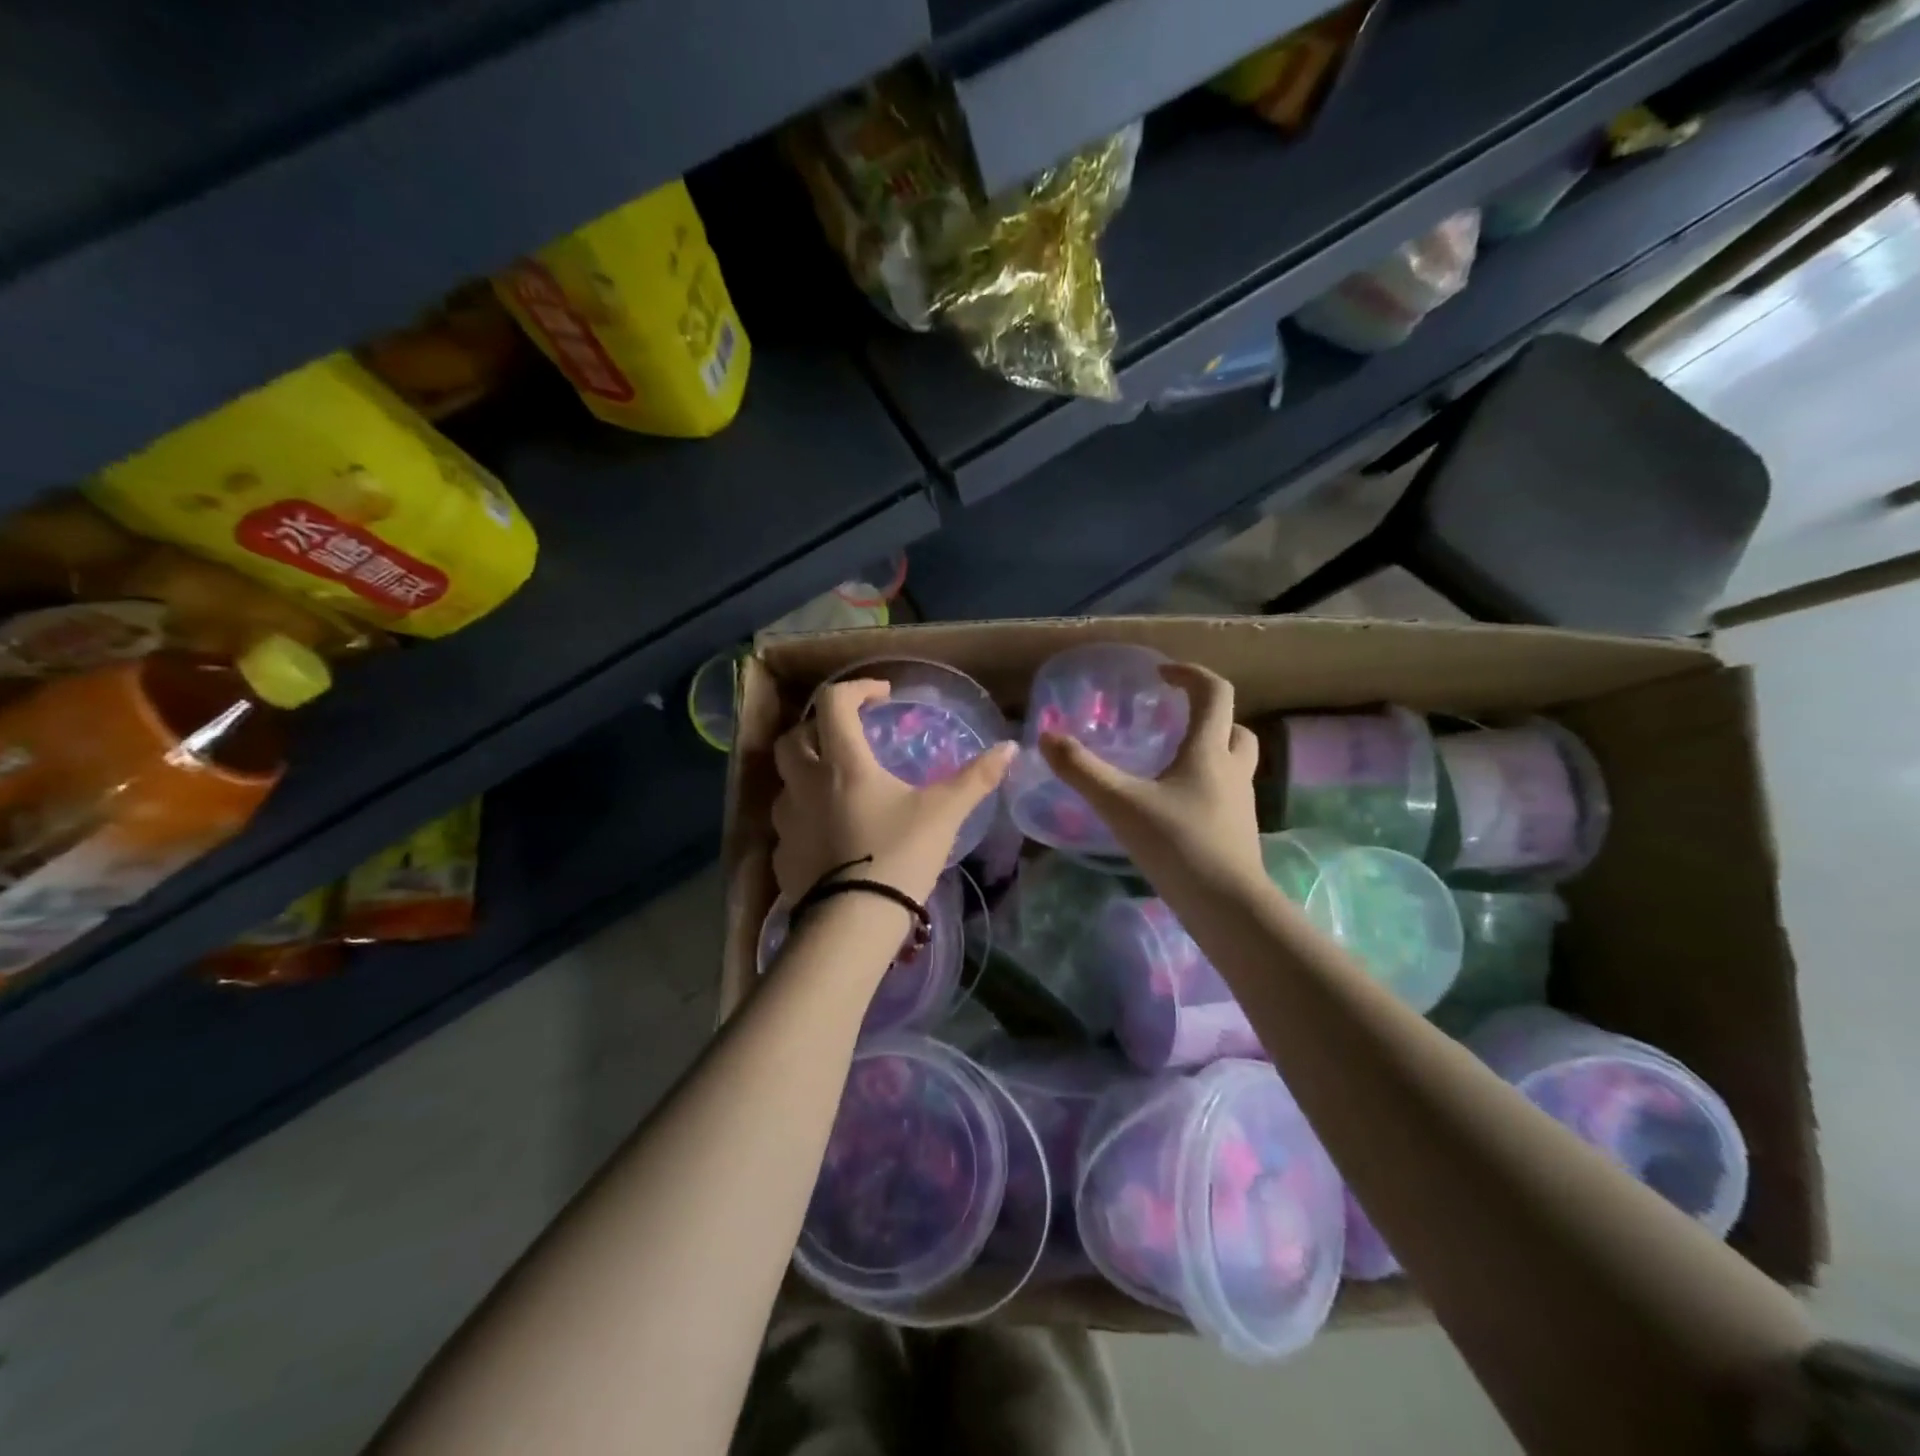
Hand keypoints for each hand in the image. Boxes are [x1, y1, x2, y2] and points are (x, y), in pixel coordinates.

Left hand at [771, 679, 1016, 902]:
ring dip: (806, 773)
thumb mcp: (943, 813)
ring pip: (785, 781)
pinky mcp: (782, 855)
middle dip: (818, 728)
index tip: (881, 696)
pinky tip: (828, 835)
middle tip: (847, 737)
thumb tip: (1010, 748)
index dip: (856, 689)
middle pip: (794, 737)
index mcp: (842, 763)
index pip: (833, 702)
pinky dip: (804, 817)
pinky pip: (787, 823)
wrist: (854, 922)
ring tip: (836, 787)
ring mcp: (787, 821)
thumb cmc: (899, 855)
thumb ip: (976, 778)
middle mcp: (805, 783)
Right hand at [1038, 662, 1264, 894]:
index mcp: (1208, 752)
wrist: (1226, 906)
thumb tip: (1047, 737)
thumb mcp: (1120, 803)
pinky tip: (1173, 809)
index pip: (1214, 693)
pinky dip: (1204, 788)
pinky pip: (1224, 795)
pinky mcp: (1238, 832)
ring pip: (1232, 763)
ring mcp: (1240, 804)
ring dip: (1208, 753)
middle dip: (1207, 717)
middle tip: (1173, 723)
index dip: (1190, 674)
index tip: (1161, 674)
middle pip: (1234, 728)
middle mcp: (1232, 770)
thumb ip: (1081, 770)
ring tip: (1168, 766)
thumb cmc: (1176, 844)